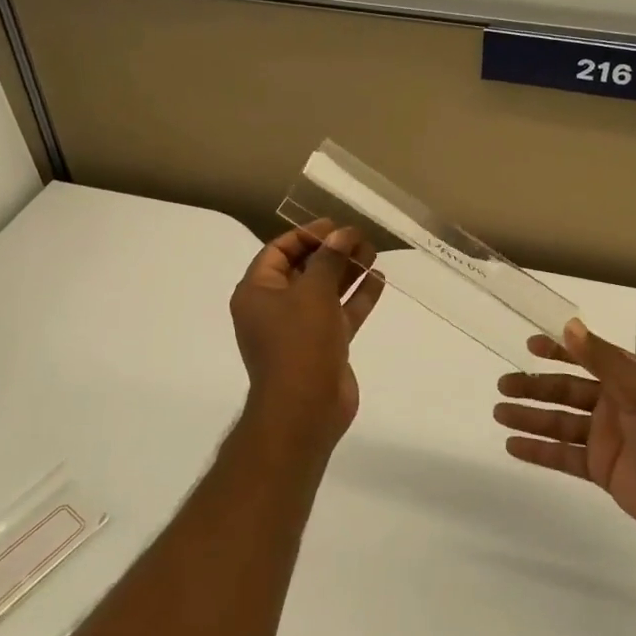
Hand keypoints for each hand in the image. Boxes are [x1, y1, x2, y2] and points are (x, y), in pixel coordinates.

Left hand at [231, 221, 384, 452]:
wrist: (306, 409)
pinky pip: (340, 313)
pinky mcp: (323, 346)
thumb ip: (329, 259)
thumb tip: (342, 234)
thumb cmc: (299, 342)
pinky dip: (357, 297)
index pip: (277, 251)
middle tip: (360, 238)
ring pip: (325, 291)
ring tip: (373, 252)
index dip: (306, 235)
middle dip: (331, 252)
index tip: (334, 226)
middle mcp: (274, 308)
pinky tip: (378, 279)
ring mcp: (300, 329)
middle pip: (304, 269)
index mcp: (257, 292)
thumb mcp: (313, 292)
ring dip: (347, 271)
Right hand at [494, 319, 635, 544]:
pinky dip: (538, 451)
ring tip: (498, 413)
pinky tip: (513, 446)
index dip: (559, 350)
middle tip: (502, 385)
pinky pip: (563, 456)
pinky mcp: (602, 469)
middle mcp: (614, 404)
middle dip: (534, 387)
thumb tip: (568, 326)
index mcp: (628, 379)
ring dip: (530, 417)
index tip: (529, 345)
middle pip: (566, 391)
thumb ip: (601, 360)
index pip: (586, 357)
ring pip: (560, 423)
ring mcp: (606, 438)